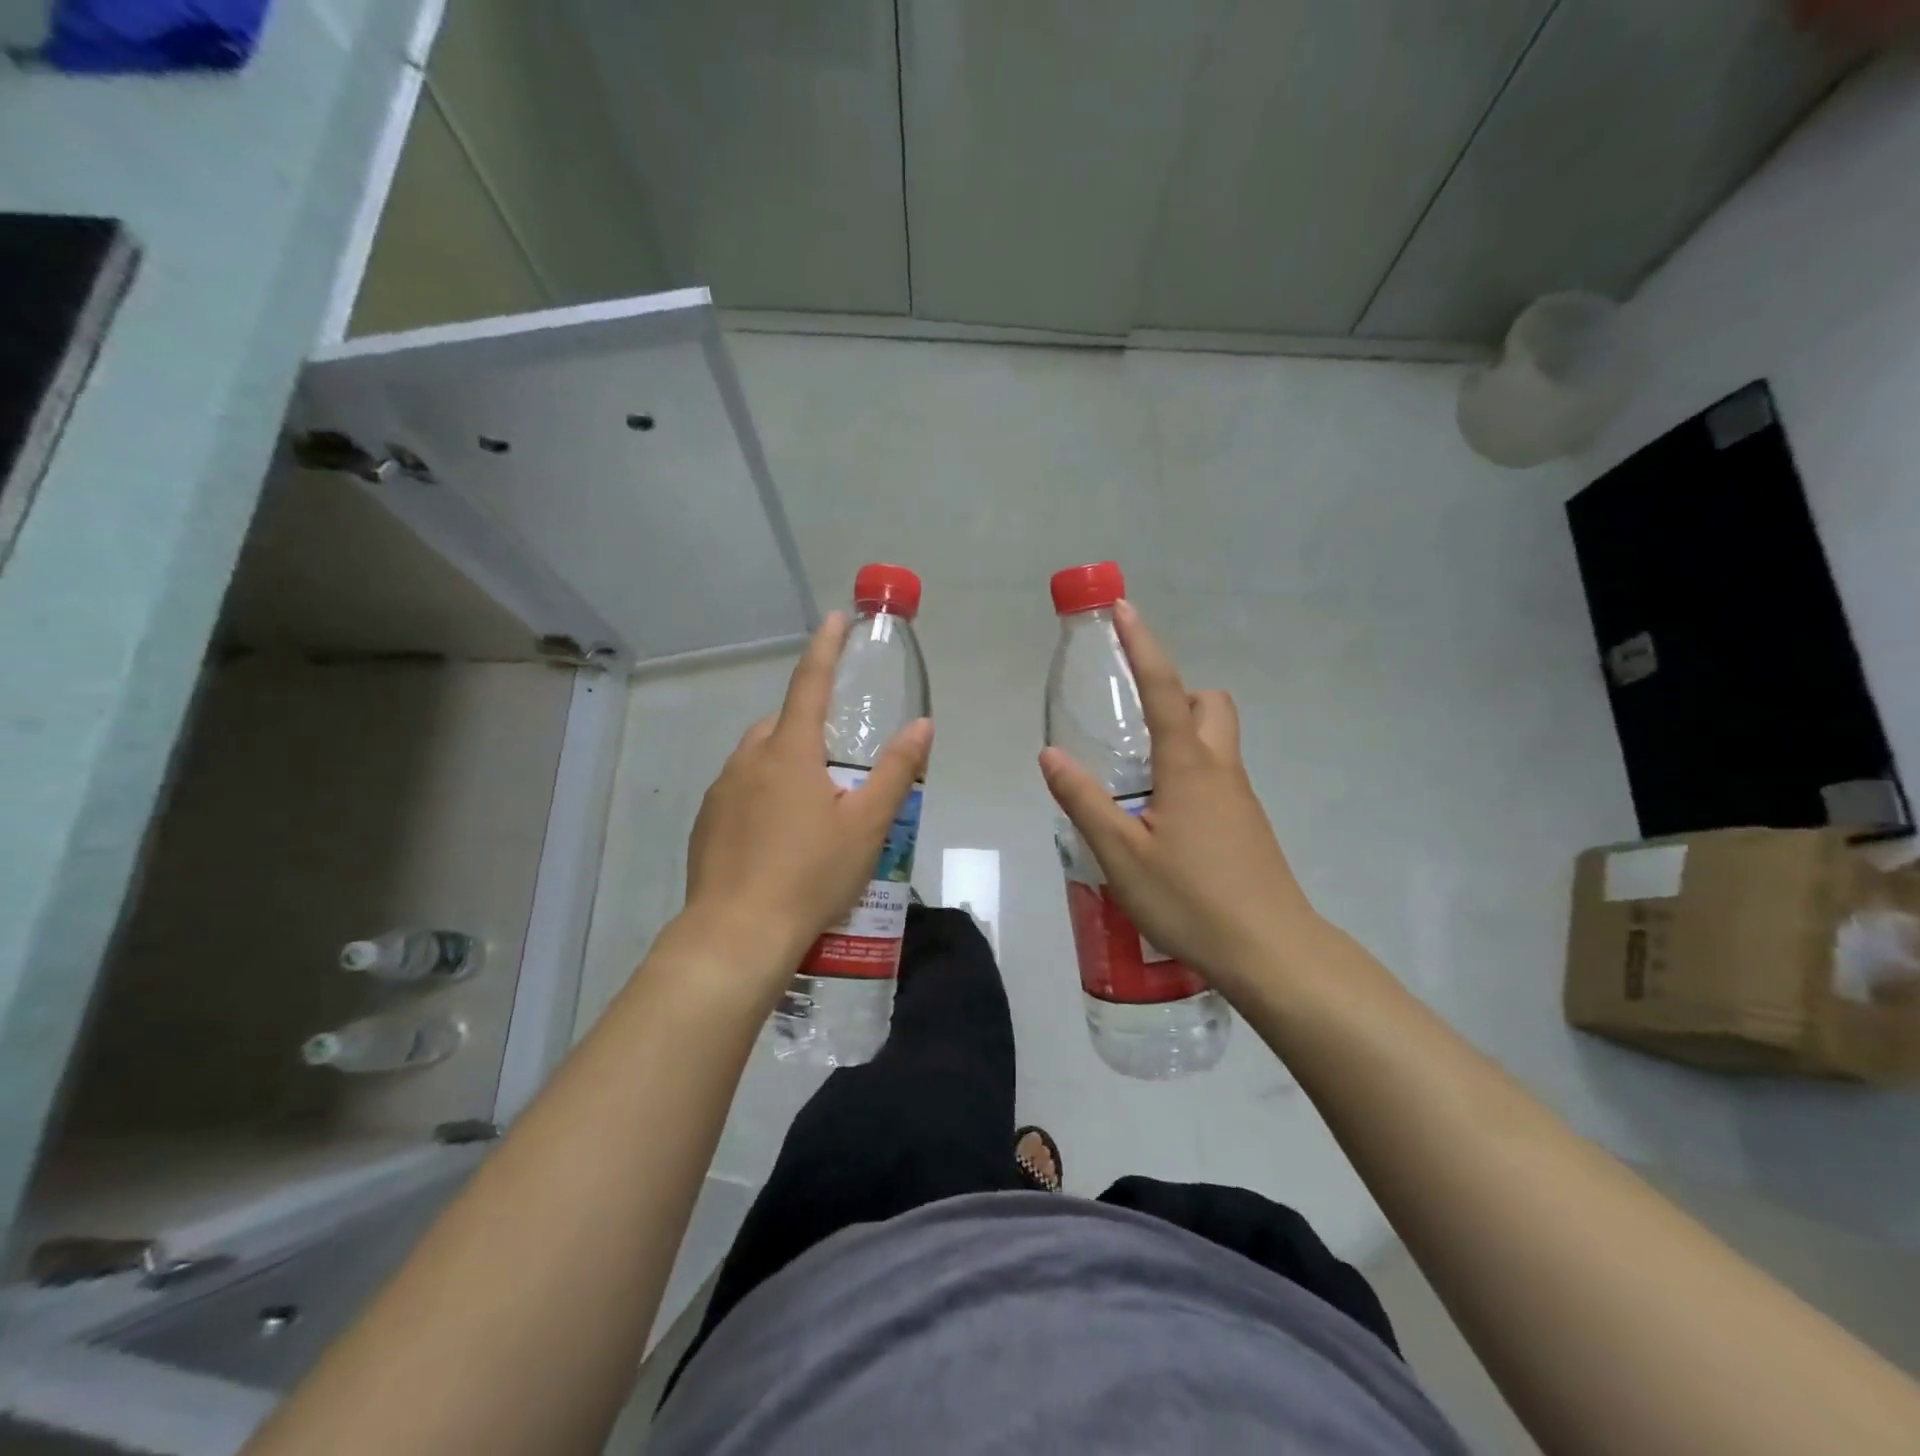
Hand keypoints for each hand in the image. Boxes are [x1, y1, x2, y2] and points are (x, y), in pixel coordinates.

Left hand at [681, 613, 932, 992]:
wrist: (738, 933)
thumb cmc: (811, 874)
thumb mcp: (868, 824)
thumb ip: (897, 771)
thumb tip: (922, 725)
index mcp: (790, 751)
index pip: (809, 682)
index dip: (825, 648)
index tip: (835, 620)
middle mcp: (749, 760)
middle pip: (782, 724)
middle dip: (809, 726)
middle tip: (839, 763)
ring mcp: (722, 791)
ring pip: (758, 759)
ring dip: (785, 764)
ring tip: (812, 809)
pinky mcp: (707, 823)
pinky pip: (740, 790)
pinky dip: (762, 796)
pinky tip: (779, 838)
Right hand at [1038, 599, 1317, 994]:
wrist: (1272, 952)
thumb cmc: (1192, 899)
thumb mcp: (1121, 853)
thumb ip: (1084, 800)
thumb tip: (1050, 754)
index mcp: (1189, 766)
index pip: (1164, 689)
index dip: (1142, 646)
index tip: (1123, 610)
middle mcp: (1221, 769)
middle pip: (1210, 704)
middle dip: (1176, 694)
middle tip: (1134, 723)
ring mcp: (1240, 798)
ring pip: (1216, 742)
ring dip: (1181, 737)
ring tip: (1134, 780)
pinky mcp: (1247, 826)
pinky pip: (1217, 777)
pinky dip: (1189, 774)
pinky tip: (1161, 822)